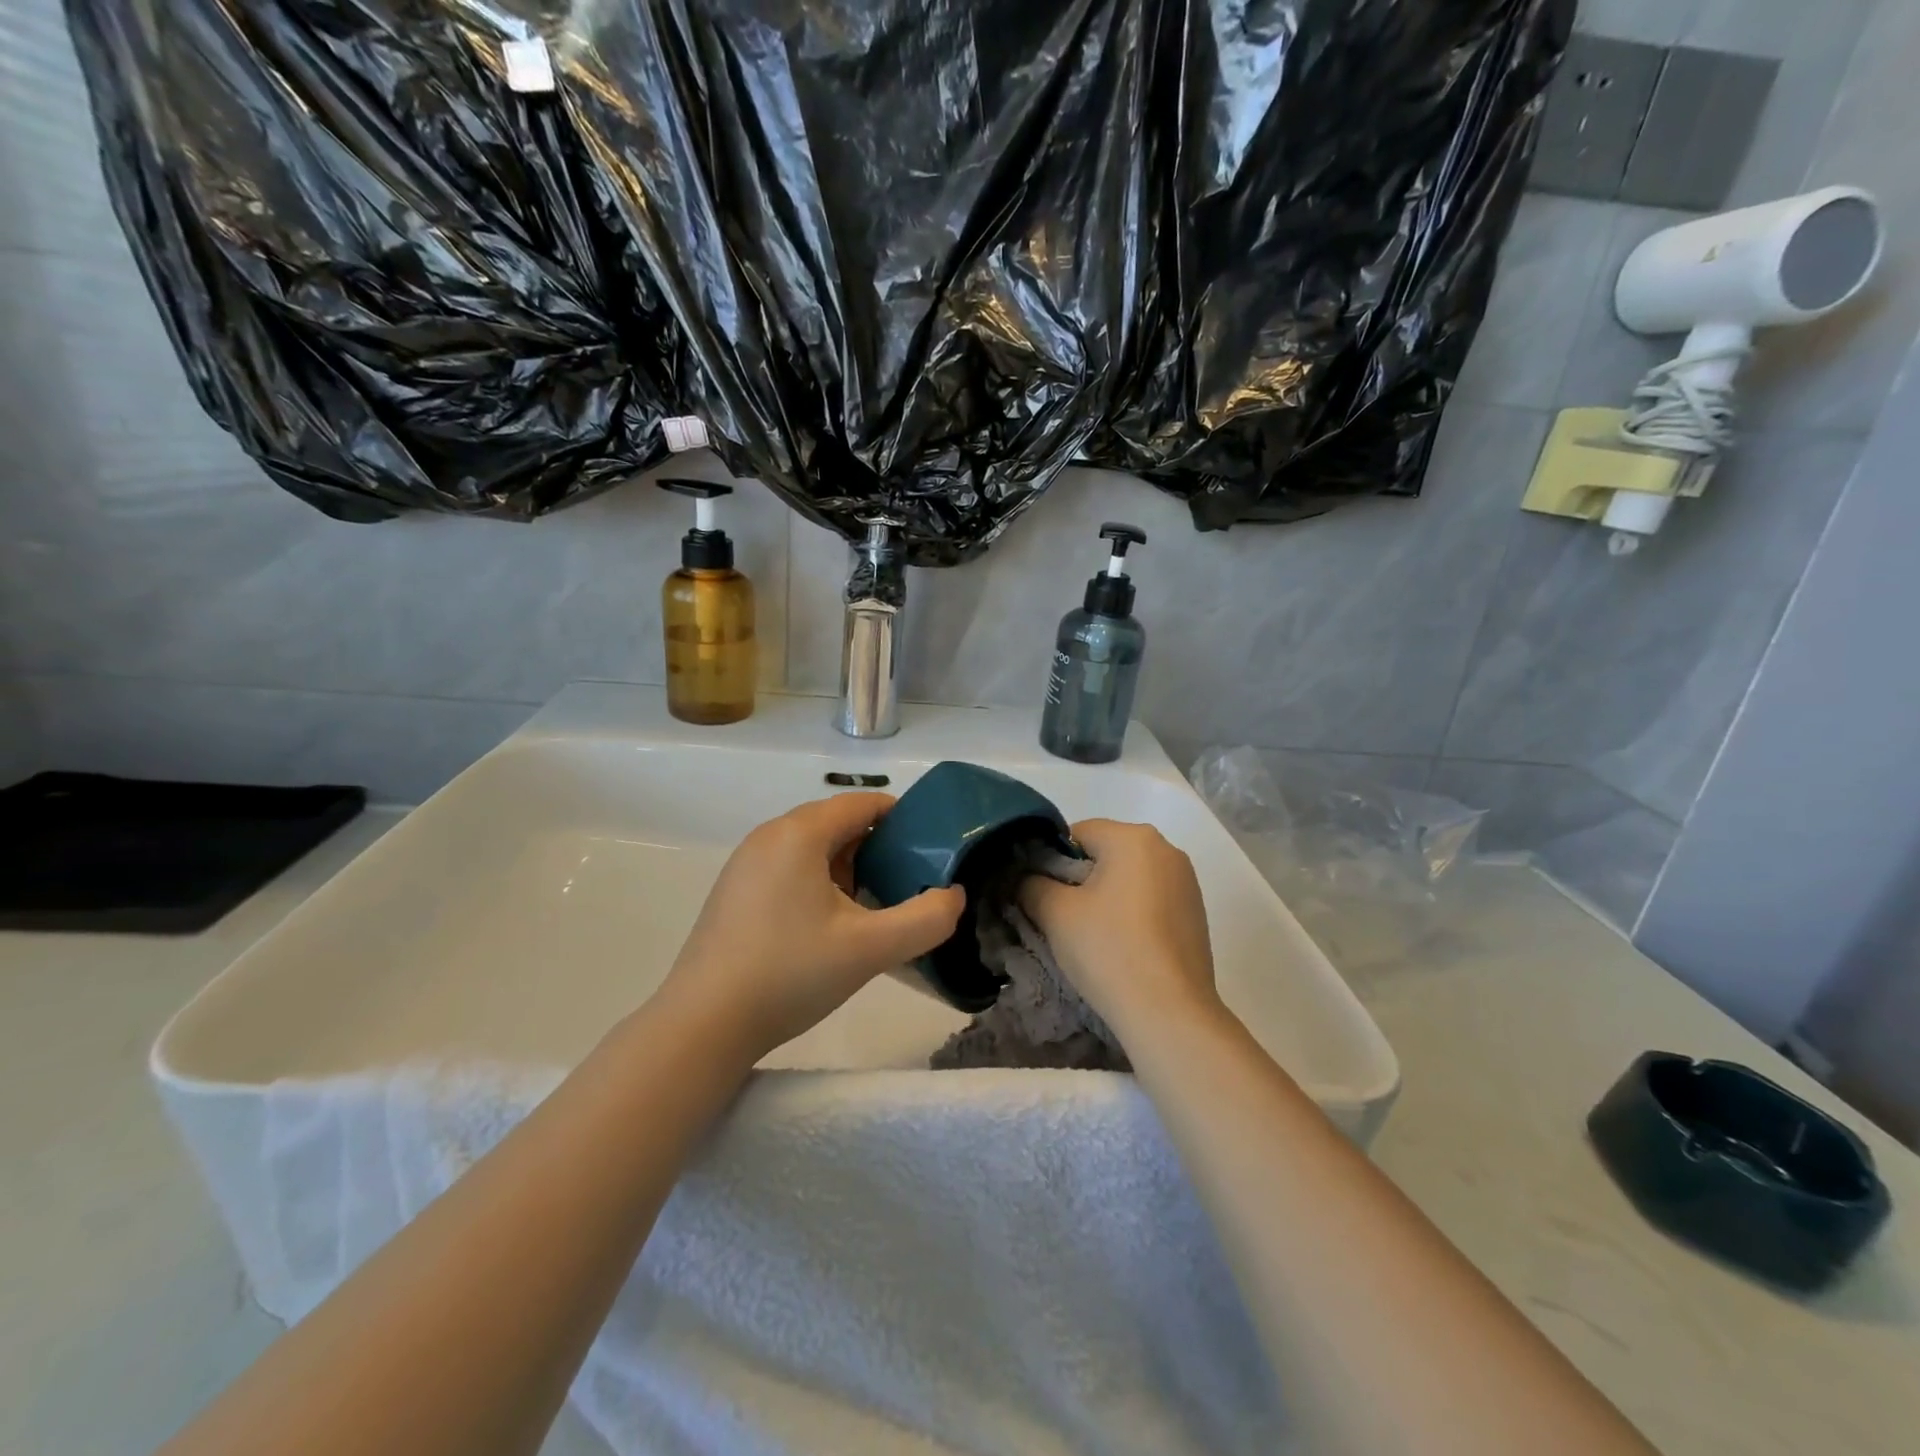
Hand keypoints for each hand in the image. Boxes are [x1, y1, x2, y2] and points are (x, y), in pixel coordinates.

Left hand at [656, 793, 966, 1062]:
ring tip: (874, 904)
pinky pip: (788, 869)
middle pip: (836, 823)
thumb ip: (926, 919)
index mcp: (799, 833)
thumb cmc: (789, 973)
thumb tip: (954, 896)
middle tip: (908, 881)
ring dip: (848, 866)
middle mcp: (768, 836)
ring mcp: (745, 864)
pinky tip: (830, 925)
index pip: (861, 803)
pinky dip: (818, 882)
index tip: (931, 845)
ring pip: (811, 848)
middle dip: (877, 845)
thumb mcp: (870, 948)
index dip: (901, 817)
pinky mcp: (734, 892)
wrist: (703, 1025)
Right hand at [1019, 819, 1218, 1036]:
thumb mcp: (1055, 913)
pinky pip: (1151, 900)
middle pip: (1106, 853)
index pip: (1077, 833)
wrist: (1169, 1012)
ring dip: (1106, 897)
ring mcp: (1187, 882)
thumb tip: (1027, 879)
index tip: (1043, 895)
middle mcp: (1167, 849)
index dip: (1052, 861)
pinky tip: (1123, 947)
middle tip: (1062, 918)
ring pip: (1129, 878)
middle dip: (1080, 879)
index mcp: (1134, 837)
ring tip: (1092, 937)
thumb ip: (1032, 884)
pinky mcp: (1196, 914)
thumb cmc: (1109, 950)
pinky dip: (1131, 914)